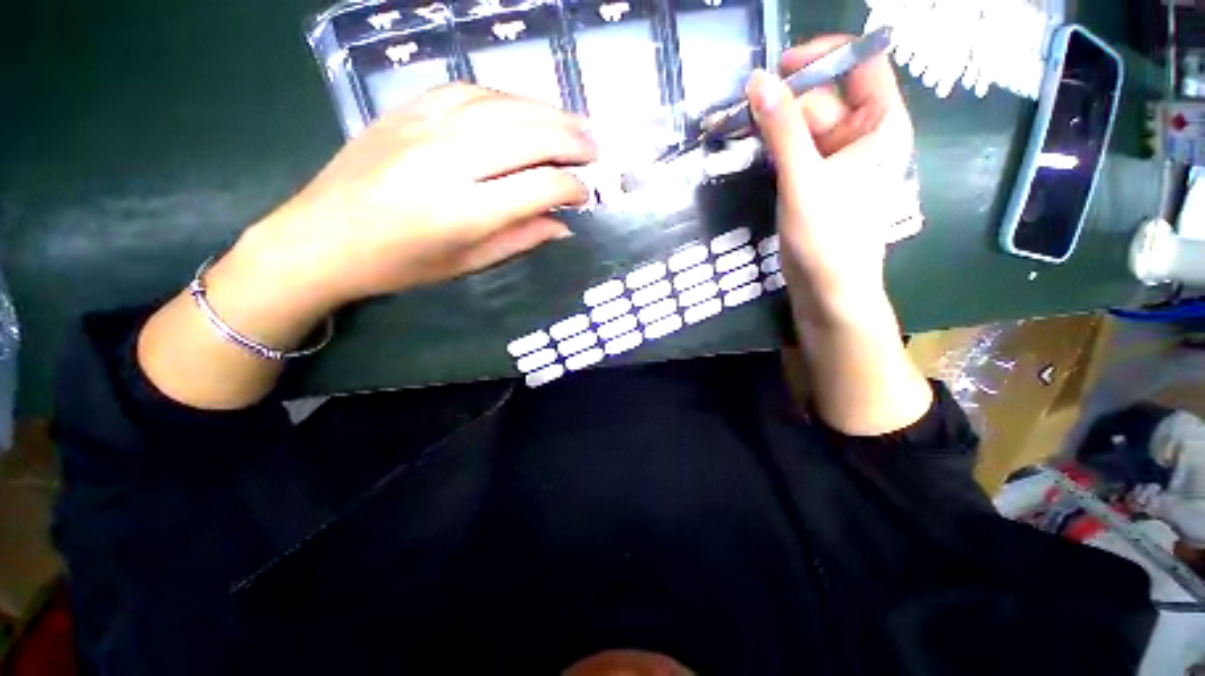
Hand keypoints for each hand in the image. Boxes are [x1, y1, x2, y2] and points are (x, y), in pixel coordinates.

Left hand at [137, 85, 596, 409]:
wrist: (319, 238)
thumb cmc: (398, 265)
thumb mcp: (467, 264)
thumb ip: (519, 240)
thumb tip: (562, 226)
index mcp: (465, 211)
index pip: (539, 187)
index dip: (571, 189)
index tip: (585, 197)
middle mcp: (449, 161)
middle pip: (527, 137)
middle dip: (570, 142)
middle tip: (595, 150)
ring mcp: (424, 128)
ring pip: (503, 106)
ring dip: (547, 113)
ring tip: (574, 125)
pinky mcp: (407, 110)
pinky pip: (469, 90)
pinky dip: (507, 97)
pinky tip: (525, 108)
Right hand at [750, 39, 932, 435]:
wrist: (827, 290)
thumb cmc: (828, 238)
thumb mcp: (804, 180)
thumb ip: (782, 129)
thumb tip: (757, 81)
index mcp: (880, 124)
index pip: (862, 62)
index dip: (824, 55)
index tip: (780, 67)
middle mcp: (862, 134)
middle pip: (825, 94)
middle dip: (787, 98)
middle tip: (744, 109)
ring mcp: (837, 159)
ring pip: (805, 123)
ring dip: (775, 124)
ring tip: (742, 132)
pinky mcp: (816, 180)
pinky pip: (796, 148)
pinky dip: (775, 146)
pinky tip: (754, 151)